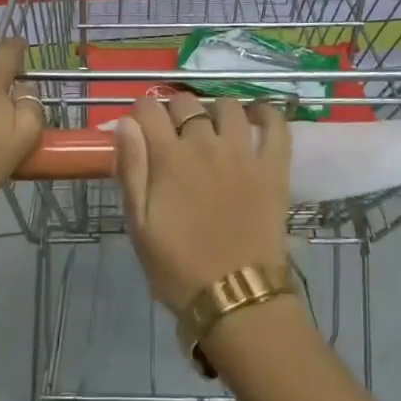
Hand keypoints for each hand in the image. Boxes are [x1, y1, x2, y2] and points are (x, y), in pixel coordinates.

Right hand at [114, 92, 292, 311]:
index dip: (141, 112)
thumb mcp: (139, 225)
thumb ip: (131, 169)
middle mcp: (205, 144)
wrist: (235, 297)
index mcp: (169, 158)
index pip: (149, 108)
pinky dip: (266, 113)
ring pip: (228, 106)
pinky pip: (275, 124)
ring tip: (213, 129)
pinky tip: (255, 117)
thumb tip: (125, 124)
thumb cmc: (179, 268)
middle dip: (175, 111)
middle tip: (175, 135)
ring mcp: (243, 152)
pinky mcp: (273, 166)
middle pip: (186, 102)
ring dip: (215, 111)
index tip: (141, 127)